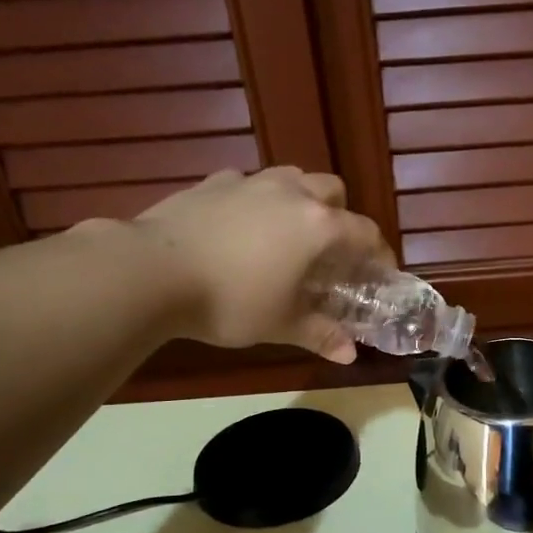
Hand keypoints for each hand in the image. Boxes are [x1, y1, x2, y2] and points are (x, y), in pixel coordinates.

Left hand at [130, 168, 392, 361]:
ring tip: (287, 232)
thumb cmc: (231, 301)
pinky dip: (256, 200)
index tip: (380, 272)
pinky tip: (241, 226)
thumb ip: (320, 334)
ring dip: (301, 199)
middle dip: (341, 214)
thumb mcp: (281, 325)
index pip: (365, 232)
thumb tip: (350, 355)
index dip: (379, 253)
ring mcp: (250, 181)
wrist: (152, 271)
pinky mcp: (213, 182)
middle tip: (330, 249)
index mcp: (318, 226)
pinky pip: (248, 183)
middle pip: (333, 190)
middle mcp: (292, 193)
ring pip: (292, 177)